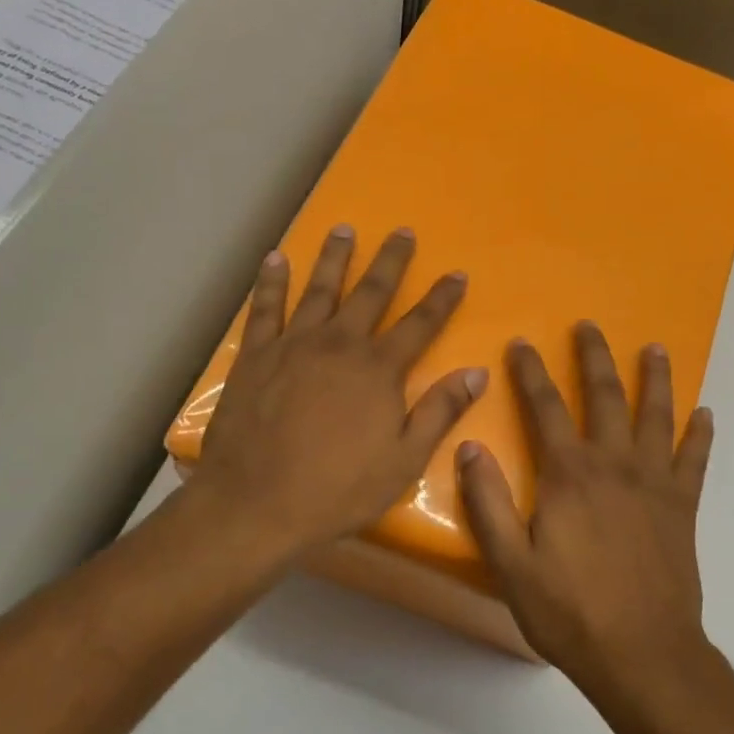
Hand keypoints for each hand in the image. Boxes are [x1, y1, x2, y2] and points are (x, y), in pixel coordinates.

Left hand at [190, 226, 488, 562]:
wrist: (256, 504)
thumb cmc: (338, 489)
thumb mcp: (404, 461)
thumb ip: (439, 412)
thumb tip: (477, 373)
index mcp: (379, 369)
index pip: (420, 324)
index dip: (442, 298)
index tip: (457, 273)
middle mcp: (339, 344)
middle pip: (371, 292)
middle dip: (390, 261)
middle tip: (402, 231)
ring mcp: (293, 345)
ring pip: (318, 289)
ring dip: (334, 258)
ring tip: (343, 229)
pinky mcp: (255, 356)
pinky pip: (264, 308)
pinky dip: (271, 282)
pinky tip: (276, 259)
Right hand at [456, 322, 714, 688]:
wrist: (643, 653)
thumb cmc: (570, 612)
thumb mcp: (511, 565)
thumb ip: (488, 503)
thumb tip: (469, 447)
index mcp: (569, 476)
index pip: (544, 408)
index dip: (530, 373)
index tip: (522, 342)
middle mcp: (614, 465)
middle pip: (604, 396)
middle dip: (593, 358)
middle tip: (589, 326)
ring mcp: (655, 483)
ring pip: (656, 416)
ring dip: (654, 379)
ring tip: (655, 348)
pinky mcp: (683, 507)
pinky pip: (695, 459)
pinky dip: (700, 434)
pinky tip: (705, 413)